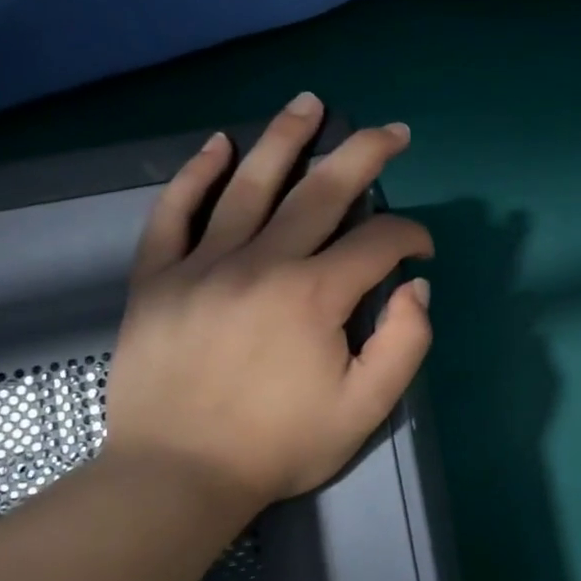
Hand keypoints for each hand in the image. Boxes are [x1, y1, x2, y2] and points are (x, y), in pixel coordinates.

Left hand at [104, 93, 433, 512]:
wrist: (176, 477)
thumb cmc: (279, 446)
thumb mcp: (366, 408)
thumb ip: (405, 343)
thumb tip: (416, 286)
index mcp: (314, 295)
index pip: (378, 242)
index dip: (412, 236)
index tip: (423, 251)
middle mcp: (261, 262)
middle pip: (322, 191)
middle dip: (364, 154)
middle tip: (391, 130)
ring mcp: (202, 264)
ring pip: (249, 184)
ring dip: (285, 139)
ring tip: (309, 104)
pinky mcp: (157, 278)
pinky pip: (174, 212)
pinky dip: (195, 174)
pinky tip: (217, 145)